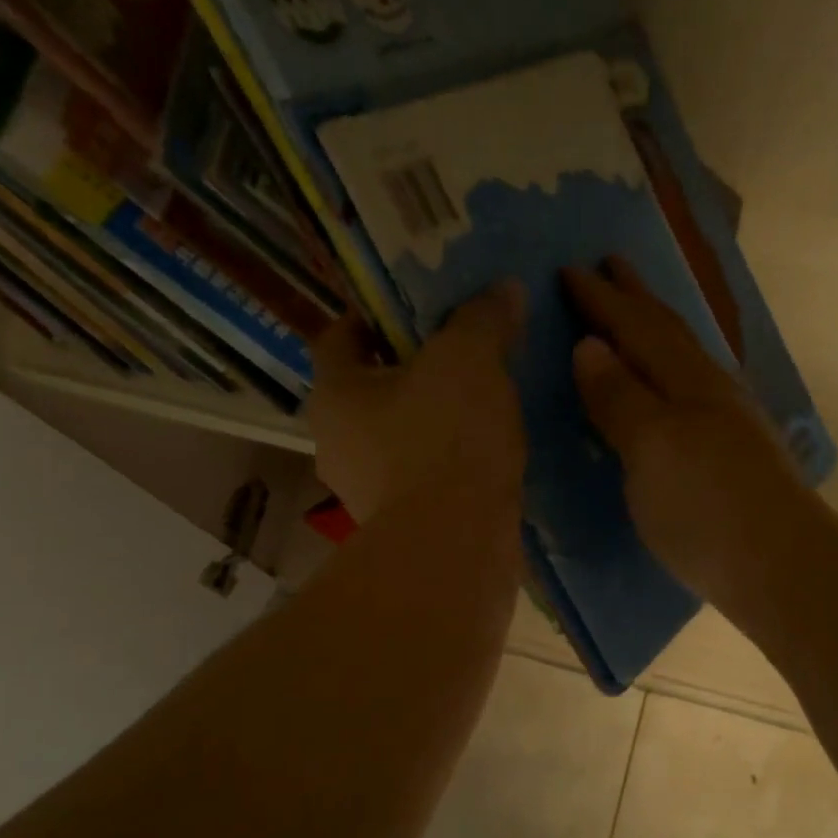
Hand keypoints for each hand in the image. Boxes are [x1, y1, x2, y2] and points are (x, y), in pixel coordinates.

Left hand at [305, 281, 527, 524]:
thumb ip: (482, 318)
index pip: (339, 337)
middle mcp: (336, 445)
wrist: (454, 548)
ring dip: (429, 421)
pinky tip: (484, 456)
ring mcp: (366, 493)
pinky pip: (421, 479)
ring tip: (480, 405)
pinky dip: (445, 464)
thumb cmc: (445, 439)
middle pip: (369, 391)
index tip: (415, 309)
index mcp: (334, 394)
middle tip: (458, 353)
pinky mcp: (400, 529)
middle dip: (410, 371)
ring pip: (396, 439)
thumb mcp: (469, 359)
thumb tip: (503, 289)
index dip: (374, 316)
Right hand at [566, 258, 807, 604]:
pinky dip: (670, 372)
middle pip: (668, 333)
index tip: (568, 269)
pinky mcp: (735, 455)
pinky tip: (672, 387)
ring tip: (636, 315)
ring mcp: (729, 423)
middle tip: (609, 264)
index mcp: (686, 381)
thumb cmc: (705, 507)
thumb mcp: (652, 448)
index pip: (637, 327)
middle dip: (635, 298)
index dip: (602, 300)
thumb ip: (620, 397)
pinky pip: (692, 391)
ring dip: (656, 330)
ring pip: (686, 359)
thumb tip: (590, 346)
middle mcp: (711, 391)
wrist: (781, 568)